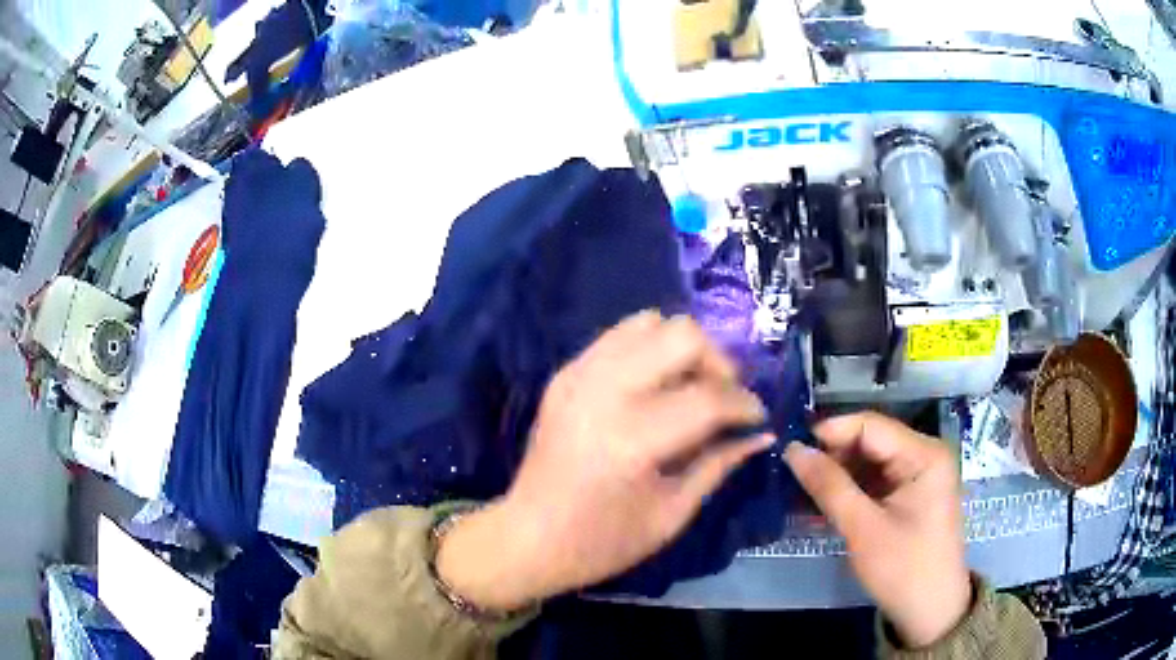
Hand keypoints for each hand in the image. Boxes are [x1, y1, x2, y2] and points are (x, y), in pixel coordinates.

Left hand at [437, 311, 773, 610]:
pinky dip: (649, 349)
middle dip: (718, 363)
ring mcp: (579, 376)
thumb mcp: (671, 514)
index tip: (757, 417)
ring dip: (682, 350)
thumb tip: (761, 435)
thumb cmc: (602, 542)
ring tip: (690, 387)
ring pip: (650, 322)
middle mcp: (603, 393)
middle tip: (723, 398)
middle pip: (682, 335)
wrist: (526, 538)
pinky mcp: (565, 374)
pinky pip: (618, 336)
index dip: (745, 404)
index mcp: (631, 440)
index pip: (709, 398)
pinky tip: (655, 385)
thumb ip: (719, 465)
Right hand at [783, 413, 970, 648]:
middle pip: (870, 441)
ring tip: (800, 490)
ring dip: (837, 475)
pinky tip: (823, 504)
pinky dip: (849, 490)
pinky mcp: (910, 494)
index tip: (790, 450)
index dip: (830, 432)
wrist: (931, 611)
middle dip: (831, 455)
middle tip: (791, 475)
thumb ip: (829, 486)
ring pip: (869, 461)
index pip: (870, 425)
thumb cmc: (903, 569)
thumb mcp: (863, 529)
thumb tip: (792, 450)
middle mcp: (924, 454)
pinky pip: (875, 480)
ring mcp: (918, 474)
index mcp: (924, 454)